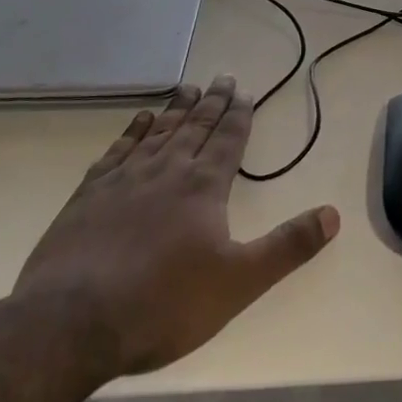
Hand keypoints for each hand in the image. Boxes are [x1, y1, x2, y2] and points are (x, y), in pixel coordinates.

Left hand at [8, 76, 339, 384]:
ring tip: (188, 88)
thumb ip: (288, 247)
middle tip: (223, 77)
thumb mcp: (239, 283)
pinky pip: (118, 150)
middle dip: (213, 102)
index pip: (228, 140)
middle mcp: (166, 171)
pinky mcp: (88, 196)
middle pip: (195, 127)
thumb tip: (333, 214)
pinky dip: (132, 131)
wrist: (69, 324)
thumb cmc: (163, 304)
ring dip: (176, 109)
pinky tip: (138, 121)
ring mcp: (124, 180)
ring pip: (158, 132)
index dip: (239, 115)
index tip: (245, 91)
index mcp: (203, 187)